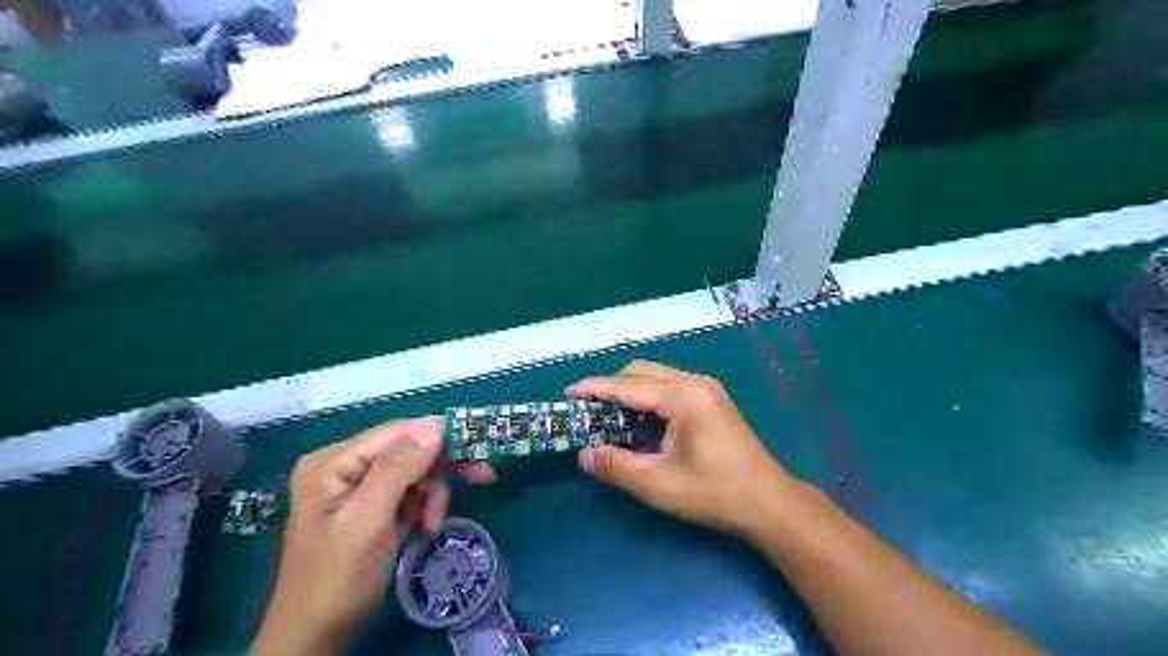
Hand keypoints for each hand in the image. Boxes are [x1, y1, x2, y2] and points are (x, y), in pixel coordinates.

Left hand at [252, 418, 490, 653]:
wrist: (314, 637)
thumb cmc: (337, 579)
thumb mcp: (368, 521)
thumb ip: (397, 469)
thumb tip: (433, 426)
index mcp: (334, 462)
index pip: (398, 432)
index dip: (440, 434)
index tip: (480, 443)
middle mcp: (345, 466)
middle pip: (409, 450)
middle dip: (442, 467)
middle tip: (484, 475)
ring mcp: (357, 487)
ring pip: (415, 473)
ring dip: (432, 496)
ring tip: (432, 525)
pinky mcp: (371, 507)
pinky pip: (410, 494)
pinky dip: (423, 509)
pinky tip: (422, 530)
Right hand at [567, 362, 803, 540]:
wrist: (768, 502)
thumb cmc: (714, 493)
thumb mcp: (658, 484)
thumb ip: (616, 467)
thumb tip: (583, 455)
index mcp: (682, 397)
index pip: (627, 385)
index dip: (594, 388)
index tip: (568, 394)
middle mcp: (694, 382)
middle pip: (641, 372)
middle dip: (611, 387)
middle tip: (588, 411)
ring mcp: (706, 389)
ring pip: (655, 377)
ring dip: (629, 391)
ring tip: (609, 417)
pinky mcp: (711, 399)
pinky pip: (669, 386)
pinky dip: (647, 398)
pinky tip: (640, 422)